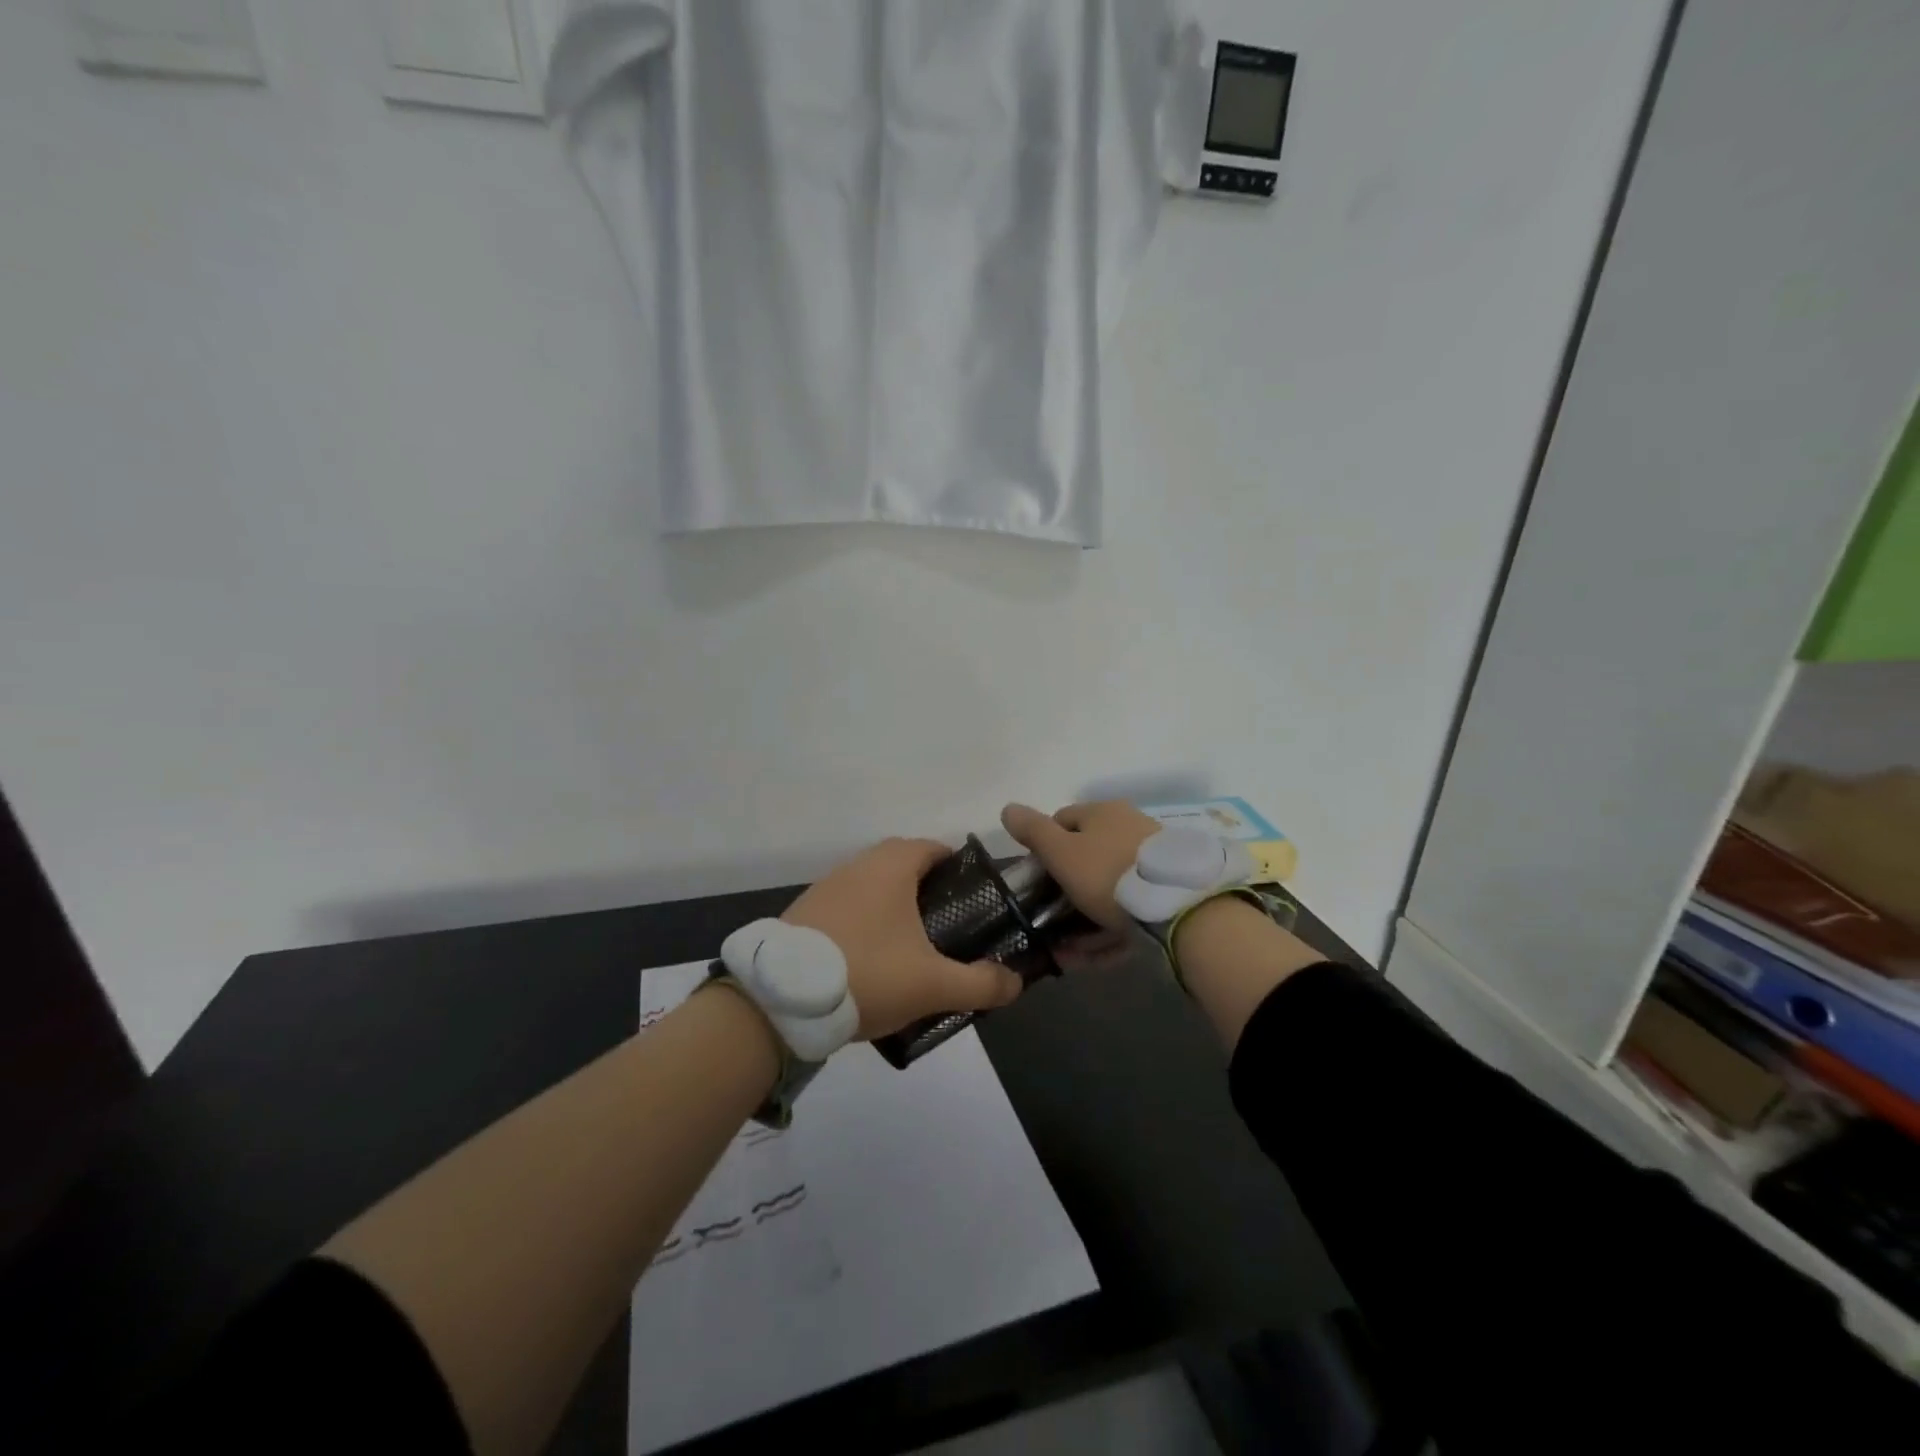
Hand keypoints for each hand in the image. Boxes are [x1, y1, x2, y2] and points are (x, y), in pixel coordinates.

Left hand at [783, 838, 1023, 1040]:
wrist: (780, 1000)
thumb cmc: (867, 974)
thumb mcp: (933, 985)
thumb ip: (981, 984)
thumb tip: (1016, 983)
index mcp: (891, 866)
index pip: (933, 848)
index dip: (957, 868)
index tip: (972, 899)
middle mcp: (857, 866)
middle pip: (902, 866)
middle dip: (927, 890)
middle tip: (946, 928)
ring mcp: (826, 888)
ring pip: (872, 888)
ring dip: (892, 909)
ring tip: (910, 949)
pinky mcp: (804, 914)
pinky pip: (846, 909)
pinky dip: (863, 925)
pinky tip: (868, 963)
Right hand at [1000, 801, 1161, 972]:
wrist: (1178, 906)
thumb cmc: (1108, 872)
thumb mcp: (1061, 852)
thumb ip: (1032, 831)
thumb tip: (1008, 808)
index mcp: (1103, 813)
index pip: (1062, 821)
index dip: (1043, 847)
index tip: (1035, 879)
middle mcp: (1128, 830)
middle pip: (1085, 859)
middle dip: (1063, 893)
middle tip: (1048, 921)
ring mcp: (1150, 863)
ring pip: (1106, 891)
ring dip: (1082, 922)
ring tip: (1066, 953)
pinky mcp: (1165, 895)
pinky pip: (1128, 913)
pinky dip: (1108, 934)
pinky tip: (1092, 958)